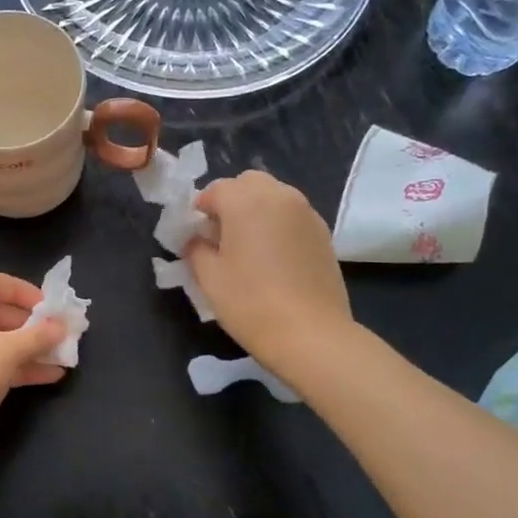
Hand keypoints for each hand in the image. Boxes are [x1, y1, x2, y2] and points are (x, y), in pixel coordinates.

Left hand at [0, 271, 66, 443]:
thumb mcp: (7, 352)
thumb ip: (38, 336)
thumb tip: (62, 326)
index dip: (20, 289)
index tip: (47, 305)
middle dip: (27, 325)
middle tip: (56, 334)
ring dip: (24, 349)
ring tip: (59, 358)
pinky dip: (10, 368)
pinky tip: (45, 377)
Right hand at [184, 171, 353, 373]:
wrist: (310, 334)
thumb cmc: (250, 303)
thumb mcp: (209, 278)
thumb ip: (196, 249)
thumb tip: (197, 239)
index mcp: (247, 201)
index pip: (216, 189)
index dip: (200, 208)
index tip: (194, 233)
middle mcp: (280, 197)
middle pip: (249, 183)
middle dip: (231, 200)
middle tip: (220, 234)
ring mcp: (307, 213)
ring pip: (275, 196)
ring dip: (256, 210)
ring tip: (247, 245)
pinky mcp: (323, 233)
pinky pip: (293, 215)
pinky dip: (278, 224)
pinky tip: (272, 257)